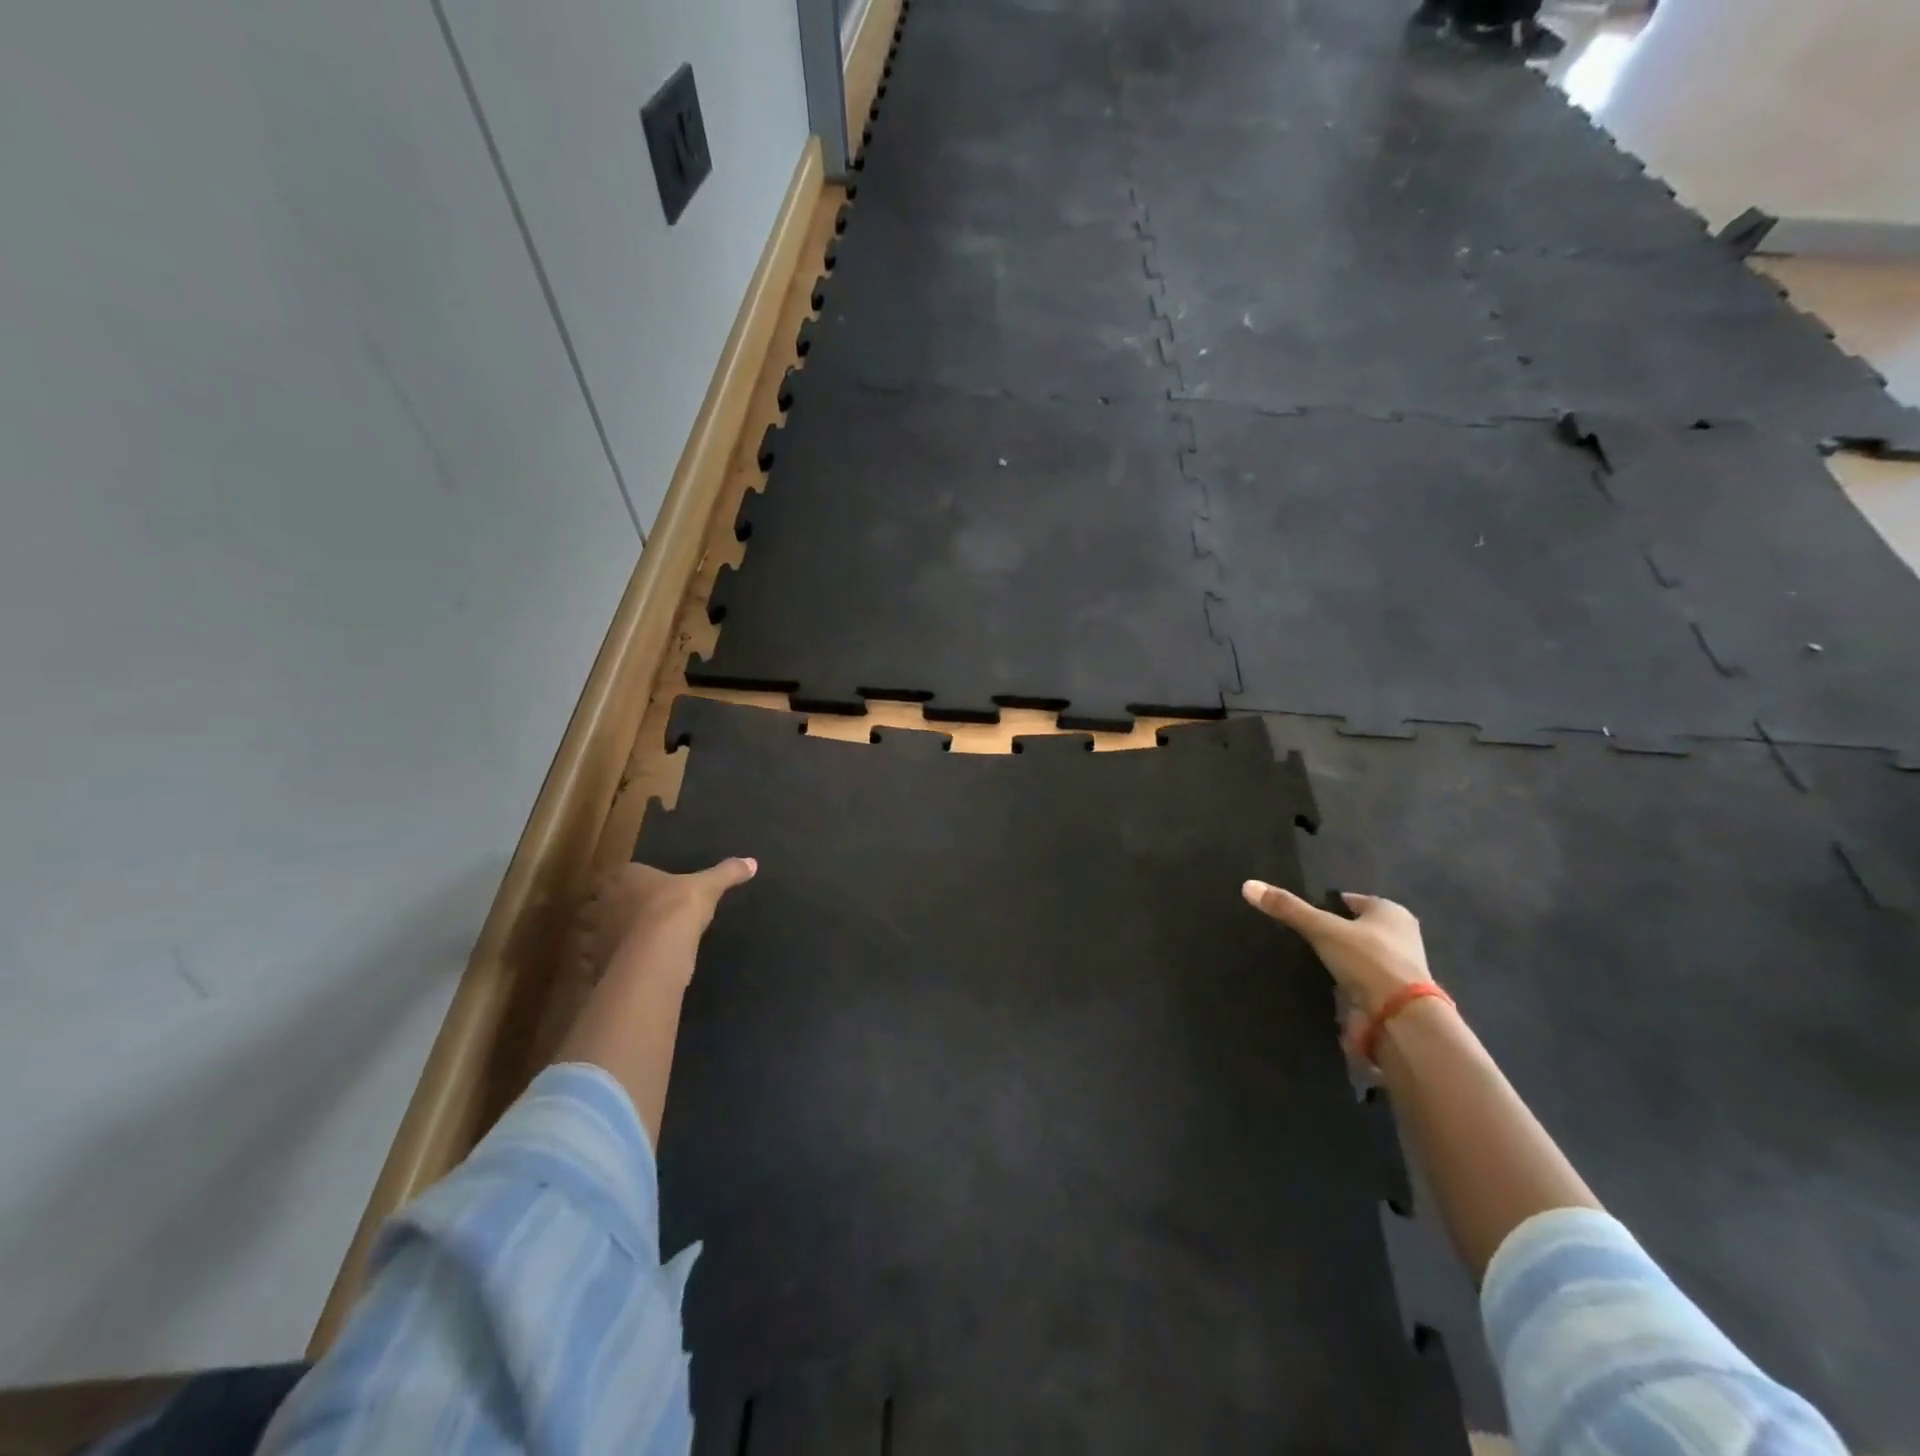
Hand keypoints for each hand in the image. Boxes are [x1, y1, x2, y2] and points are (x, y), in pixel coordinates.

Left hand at [575, 857, 756, 988]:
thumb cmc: (678, 907)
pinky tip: (629, 968)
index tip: (650, 890)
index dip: (637, 881)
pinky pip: (602, 960)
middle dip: (619, 908)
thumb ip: (727, 873)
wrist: (657, 951)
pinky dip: (612, 963)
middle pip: (608, 901)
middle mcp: (607, 901)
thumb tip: (752, 862)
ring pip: (601, 931)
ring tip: (631, 945)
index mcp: (627, 876)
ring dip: (611, 936)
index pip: (627, 873)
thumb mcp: (709, 887)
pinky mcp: (598, 962)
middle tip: (638, 916)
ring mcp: (599, 933)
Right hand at [1242, 882, 1432, 1023]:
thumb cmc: (1367, 960)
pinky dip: (1345, 982)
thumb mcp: (1322, 928)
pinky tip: (1323, 984)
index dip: (1328, 904)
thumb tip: (1248, 885)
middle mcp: (1401, 936)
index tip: (1303, 913)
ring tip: (1307, 961)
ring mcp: (1399, 968)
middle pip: (1357, 927)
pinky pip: (1361, 981)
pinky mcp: (1392, 996)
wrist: (1400, 1018)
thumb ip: (1288, 909)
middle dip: (1335, 932)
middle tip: (1302, 936)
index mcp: (1391, 912)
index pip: (1351, 900)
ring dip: (1340, 959)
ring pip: (1360, 955)